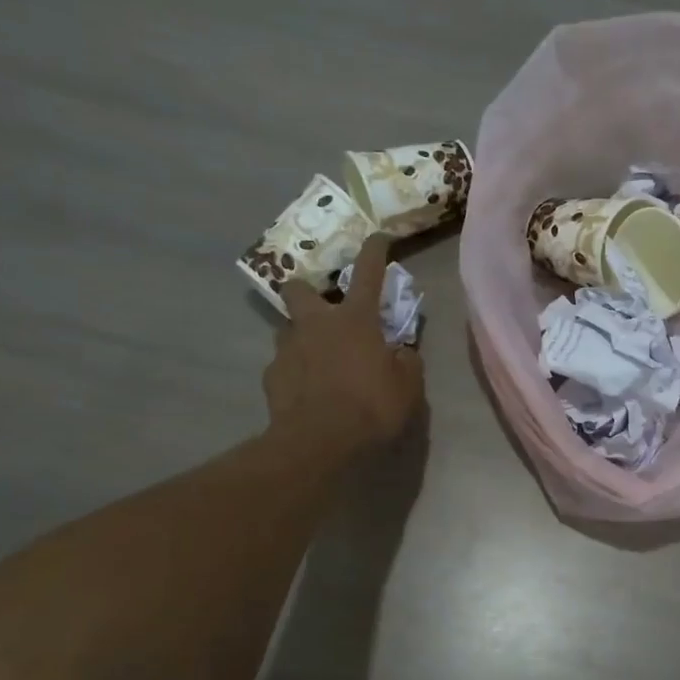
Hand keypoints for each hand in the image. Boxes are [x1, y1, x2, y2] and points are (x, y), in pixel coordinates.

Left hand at [265, 234, 424, 456]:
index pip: (367, 273)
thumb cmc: (370, 407)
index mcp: (355, 320)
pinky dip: (296, 372)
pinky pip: (284, 365)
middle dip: (308, 291)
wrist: (318, 442)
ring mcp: (288, 349)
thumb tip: (402, 352)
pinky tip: (308, 392)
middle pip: (298, 288)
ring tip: (320, 362)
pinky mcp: (272, 376)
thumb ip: (407, 362)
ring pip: (290, 329)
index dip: (374, 251)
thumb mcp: (407, 387)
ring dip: (304, 337)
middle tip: (324, 310)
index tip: (377, 237)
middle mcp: (316, 324)